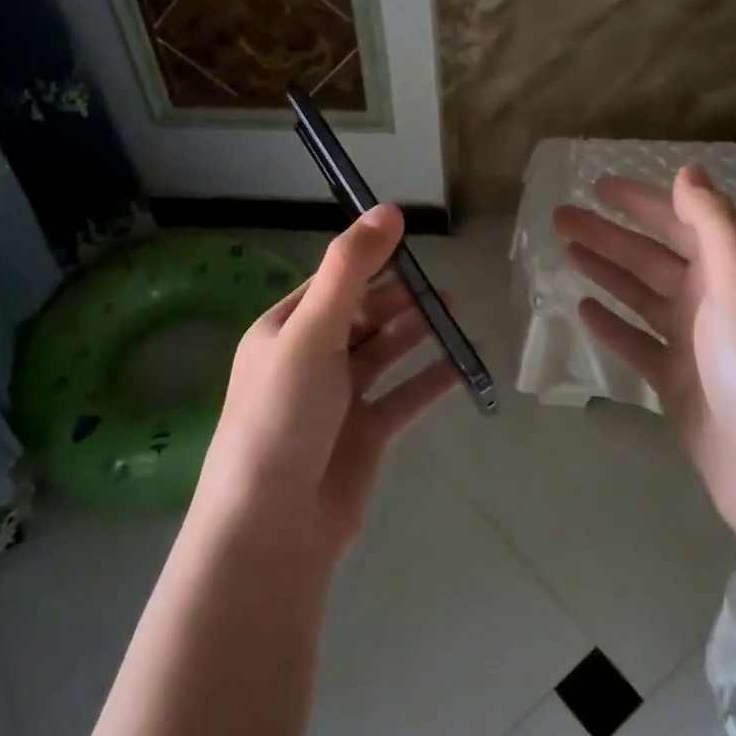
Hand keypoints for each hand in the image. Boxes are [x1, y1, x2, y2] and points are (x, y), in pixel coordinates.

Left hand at [194, 203, 460, 559]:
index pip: (332, 282)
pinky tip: (463, 363)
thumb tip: (387, 208)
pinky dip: (431, 378)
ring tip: (453, 308)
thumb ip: (350, 270)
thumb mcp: (311, 332)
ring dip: (417, 330)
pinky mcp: (365, 435)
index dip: (370, 259)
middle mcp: (309, 360)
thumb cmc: (283, 416)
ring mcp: (339, 400)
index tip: (411, 241)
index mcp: (284, 330)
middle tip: (439, 281)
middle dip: (399, 296)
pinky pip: (404, 396)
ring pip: (385, 352)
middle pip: (362, 315)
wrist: (273, 527)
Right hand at [552, 165, 735, 540]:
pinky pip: (637, 343)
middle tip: (560, 217)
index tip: (597, 185)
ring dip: (605, 271)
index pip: (680, 223)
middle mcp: (712, 302)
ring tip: (565, 252)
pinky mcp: (677, 384)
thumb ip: (715, 225)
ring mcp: (693, 345)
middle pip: (651, 257)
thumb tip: (689, 169)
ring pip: (640, 296)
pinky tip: (583, 309)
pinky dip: (612, 324)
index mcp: (730, 274)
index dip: (641, 201)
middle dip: (608, 234)